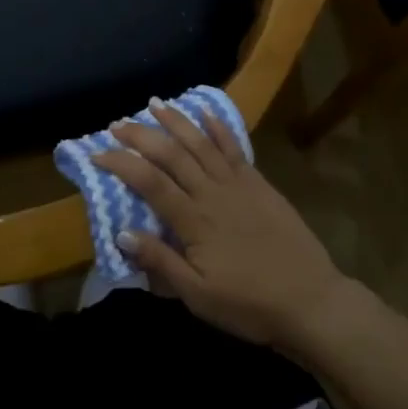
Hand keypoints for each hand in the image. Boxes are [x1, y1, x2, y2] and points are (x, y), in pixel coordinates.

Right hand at [92, 101, 348, 352]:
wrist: (309, 300)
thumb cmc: (249, 305)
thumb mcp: (198, 296)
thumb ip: (161, 262)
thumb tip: (121, 232)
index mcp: (193, 221)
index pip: (149, 183)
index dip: (122, 164)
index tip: (98, 154)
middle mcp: (211, 192)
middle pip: (171, 155)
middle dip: (141, 135)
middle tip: (117, 124)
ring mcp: (236, 183)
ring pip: (200, 143)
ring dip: (175, 120)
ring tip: (154, 103)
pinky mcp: (257, 182)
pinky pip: (233, 147)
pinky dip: (217, 126)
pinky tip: (204, 111)